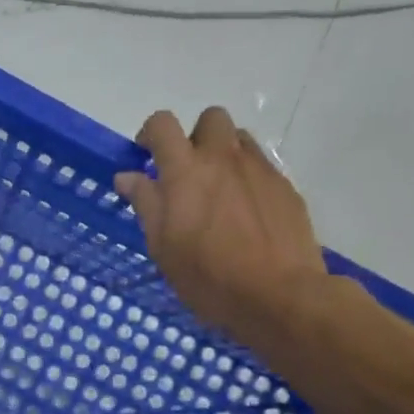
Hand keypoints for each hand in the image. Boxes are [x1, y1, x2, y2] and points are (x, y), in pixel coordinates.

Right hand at [114, 107, 329, 346]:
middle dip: (195, 137)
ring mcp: (260, 170)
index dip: (150, 133)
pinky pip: (262, 167)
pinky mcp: (286, 187)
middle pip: (210, 118)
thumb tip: (127, 176)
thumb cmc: (208, 276)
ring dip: (224, 154)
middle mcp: (224, 158)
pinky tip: (246, 215)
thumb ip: (146, 203)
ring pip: (239, 140)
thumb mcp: (162, 246)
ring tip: (218, 192)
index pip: (162, 125)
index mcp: (185, 171)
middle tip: (188, 173)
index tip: (146, 155)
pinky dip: (248, 179)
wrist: (278, 295)